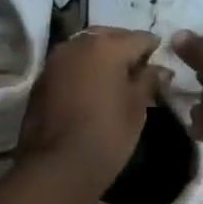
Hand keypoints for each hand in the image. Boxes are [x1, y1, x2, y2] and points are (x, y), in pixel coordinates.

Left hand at [18, 28, 168, 195]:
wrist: (56, 166)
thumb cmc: (106, 134)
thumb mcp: (136, 108)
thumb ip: (148, 80)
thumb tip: (160, 69)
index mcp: (105, 46)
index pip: (138, 38)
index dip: (153, 47)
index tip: (161, 60)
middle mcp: (76, 44)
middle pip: (108, 37)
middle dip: (125, 48)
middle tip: (140, 68)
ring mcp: (54, 61)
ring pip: (85, 49)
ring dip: (101, 57)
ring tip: (117, 79)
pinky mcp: (41, 79)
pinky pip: (70, 65)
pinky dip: (84, 69)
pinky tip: (93, 88)